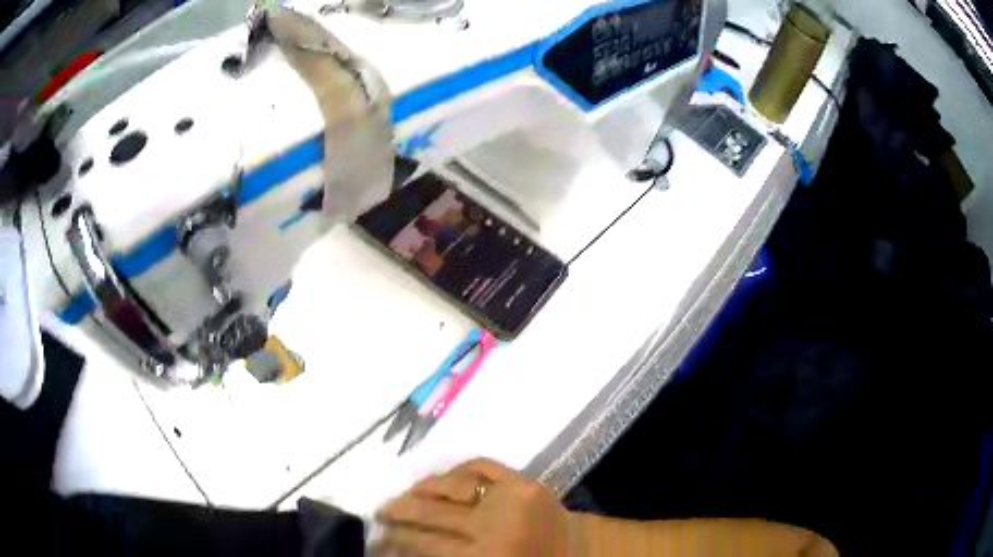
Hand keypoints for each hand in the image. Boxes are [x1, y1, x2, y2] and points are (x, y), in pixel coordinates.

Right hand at [377, 459, 572, 556]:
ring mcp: (510, 501)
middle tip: (381, 513)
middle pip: (430, 514)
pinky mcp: (527, 483)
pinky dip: (459, 470)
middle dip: (399, 512)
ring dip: (421, 489)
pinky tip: (442, 478)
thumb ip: (446, 555)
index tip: (378, 541)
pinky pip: (481, 466)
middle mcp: (491, 528)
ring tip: (404, 494)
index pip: (422, 545)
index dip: (395, 543)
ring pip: (450, 487)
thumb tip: (405, 546)